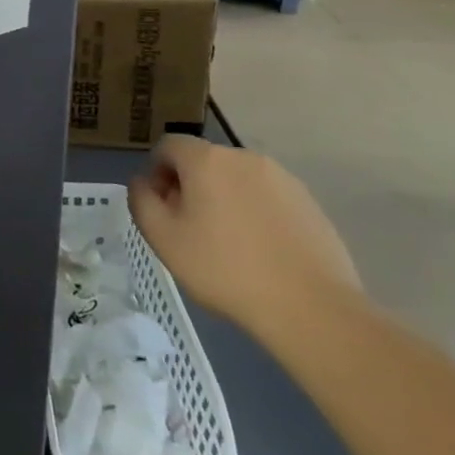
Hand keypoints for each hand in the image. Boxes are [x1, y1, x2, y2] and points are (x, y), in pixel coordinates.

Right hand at [128, 136, 363, 341]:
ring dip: (223, 199)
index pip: (168, 146)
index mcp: (207, 160)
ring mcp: (284, 179)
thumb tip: (143, 182)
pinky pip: (267, 198)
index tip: (160, 207)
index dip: (156, 172)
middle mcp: (245, 158)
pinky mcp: (310, 204)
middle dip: (190, 186)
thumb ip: (141, 200)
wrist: (312, 309)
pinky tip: (260, 251)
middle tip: (189, 227)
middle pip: (204, 161)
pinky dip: (255, 214)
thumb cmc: (225, 269)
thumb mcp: (162, 237)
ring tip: (227, 242)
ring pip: (237, 180)